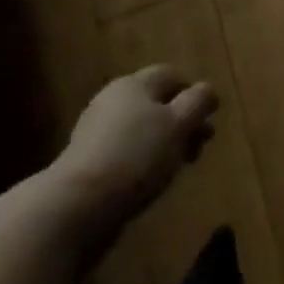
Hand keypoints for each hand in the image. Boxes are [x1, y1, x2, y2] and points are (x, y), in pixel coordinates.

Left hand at [49, 66, 217, 231]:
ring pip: (141, 129)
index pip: (171, 75)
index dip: (194, 93)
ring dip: (163, 143)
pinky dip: (142, 161)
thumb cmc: (136, 156)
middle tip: (199, 146)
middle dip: (181, 122)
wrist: (75, 207)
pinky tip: (149, 181)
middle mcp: (113, 100)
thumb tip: (207, 90)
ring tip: (177, 168)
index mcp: (135, 84)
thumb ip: (198, 102)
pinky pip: (124, 152)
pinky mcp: (85, 163)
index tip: (209, 119)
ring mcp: (95, 132)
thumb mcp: (179, 124)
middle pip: (156, 103)